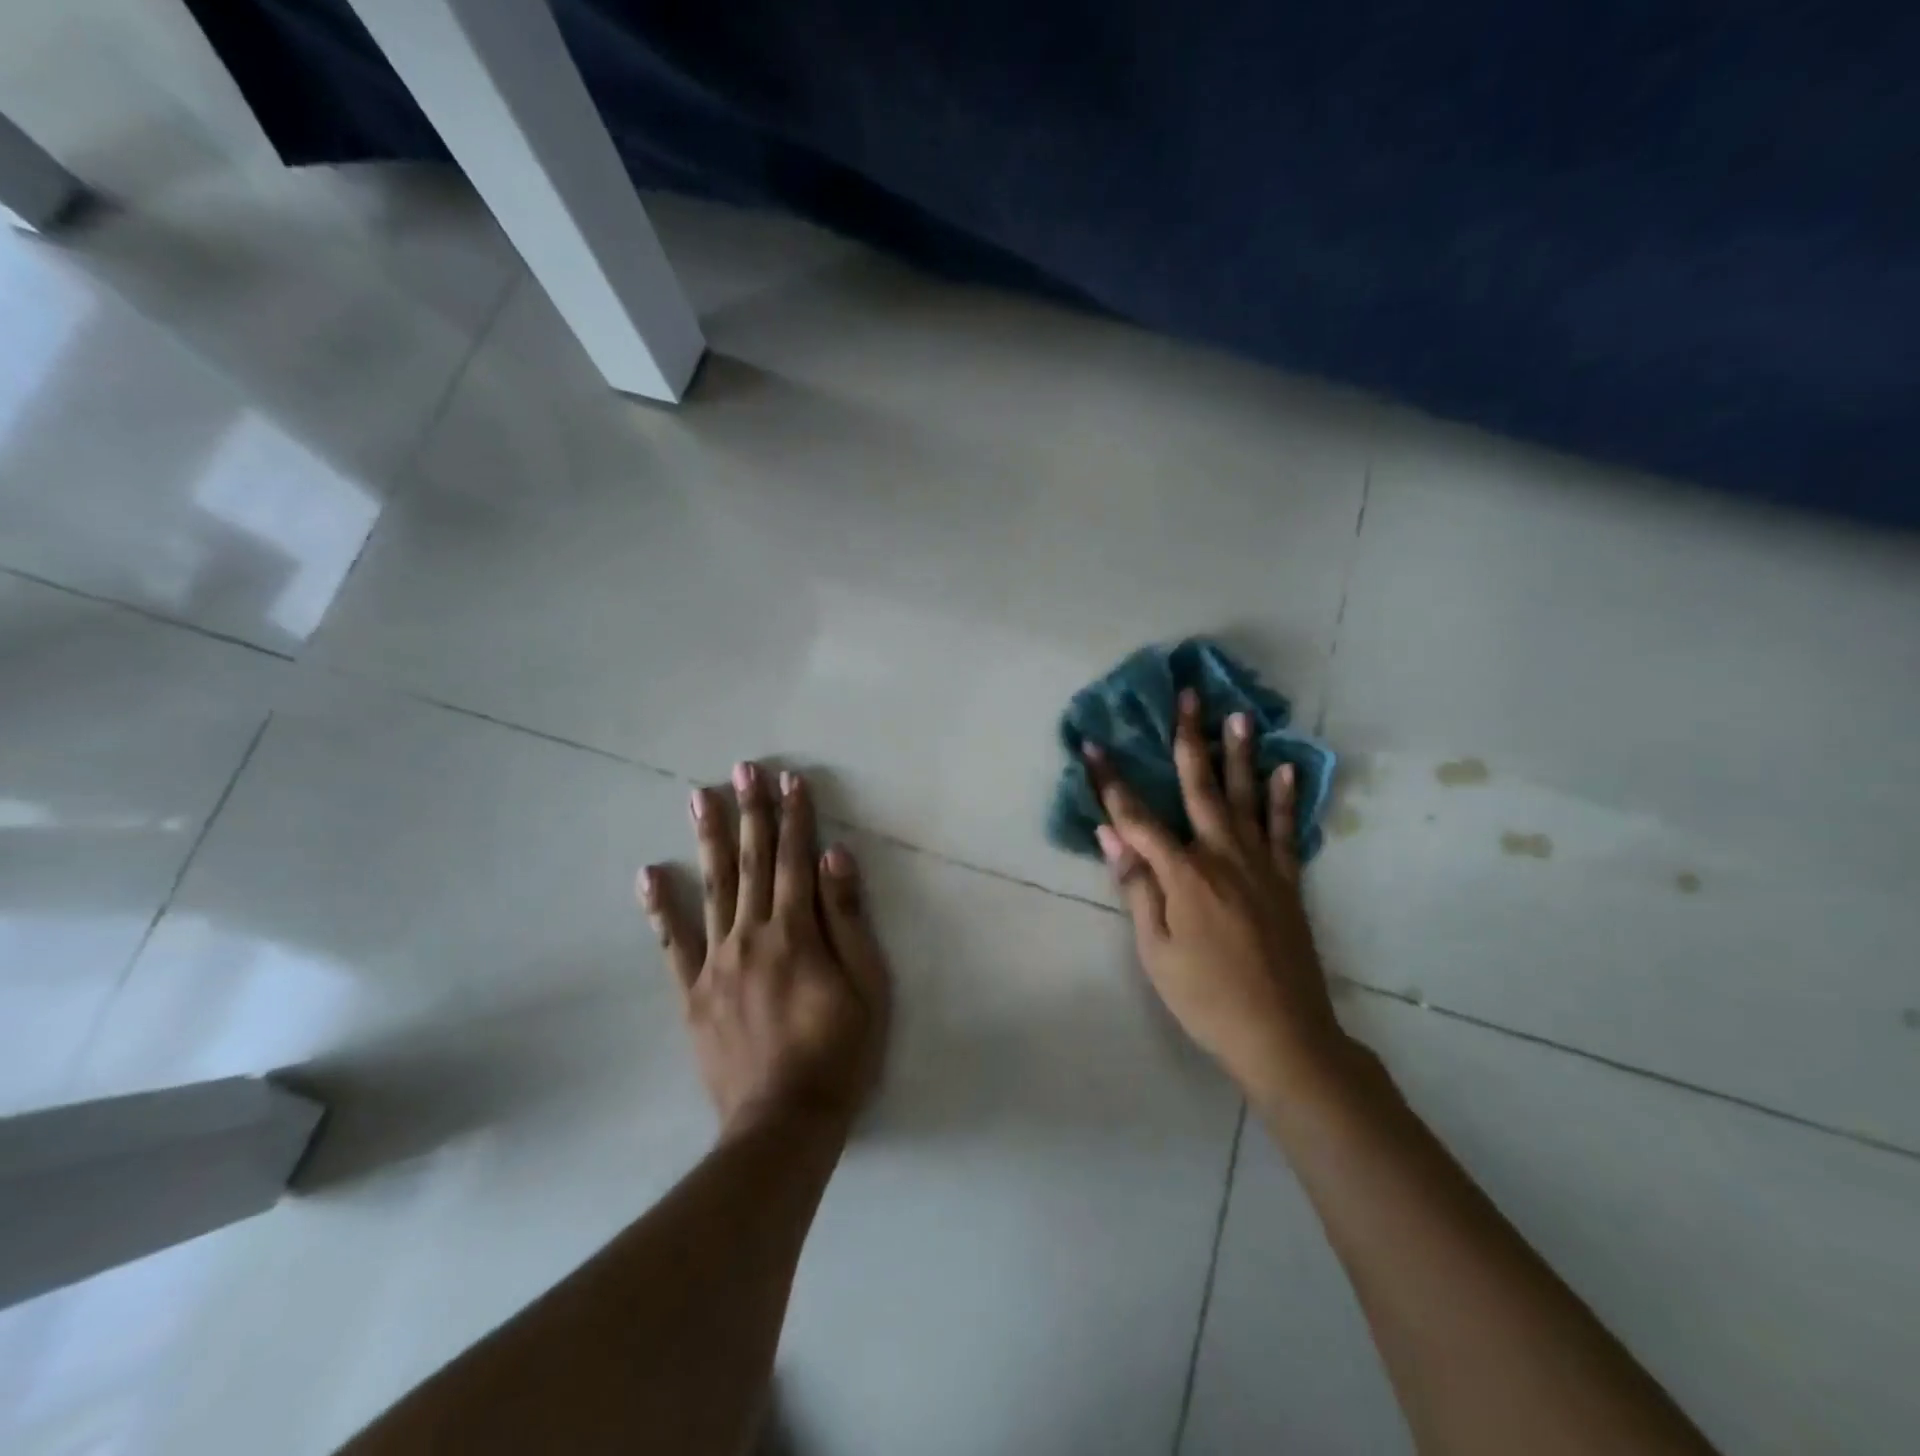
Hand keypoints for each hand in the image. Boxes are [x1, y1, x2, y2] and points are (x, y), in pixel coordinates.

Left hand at [640, 763, 890, 1139]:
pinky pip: (672, 943)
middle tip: (742, 768)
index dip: (795, 817)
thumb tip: (836, 856)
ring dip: (708, 839)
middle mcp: (752, 935)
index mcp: (797, 932)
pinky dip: (660, 908)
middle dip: (750, 812)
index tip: (790, 780)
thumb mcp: (867, 985)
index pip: (796, 860)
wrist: (784, 1124)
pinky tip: (649, 874)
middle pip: (751, 862)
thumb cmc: (840, 1052)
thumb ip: (847, 918)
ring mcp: (716, 963)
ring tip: (698, 796)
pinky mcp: (693, 993)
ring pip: (712, 888)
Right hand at [1088, 690, 1348, 1104]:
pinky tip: (1285, 769)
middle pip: (1199, 786)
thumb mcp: (1156, 949)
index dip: (1111, 781)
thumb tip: (1110, 834)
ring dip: (1239, 754)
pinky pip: (1283, 829)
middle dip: (1188, 739)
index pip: (1137, 817)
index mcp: (1184, 874)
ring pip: (1245, 797)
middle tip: (1187, 696)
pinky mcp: (1287, 880)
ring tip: (1238, 715)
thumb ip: (1137, 886)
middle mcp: (1222, 856)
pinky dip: (1283, 798)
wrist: (1282, 1034)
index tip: (1092, 745)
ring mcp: (1260, 865)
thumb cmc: (1205, 996)